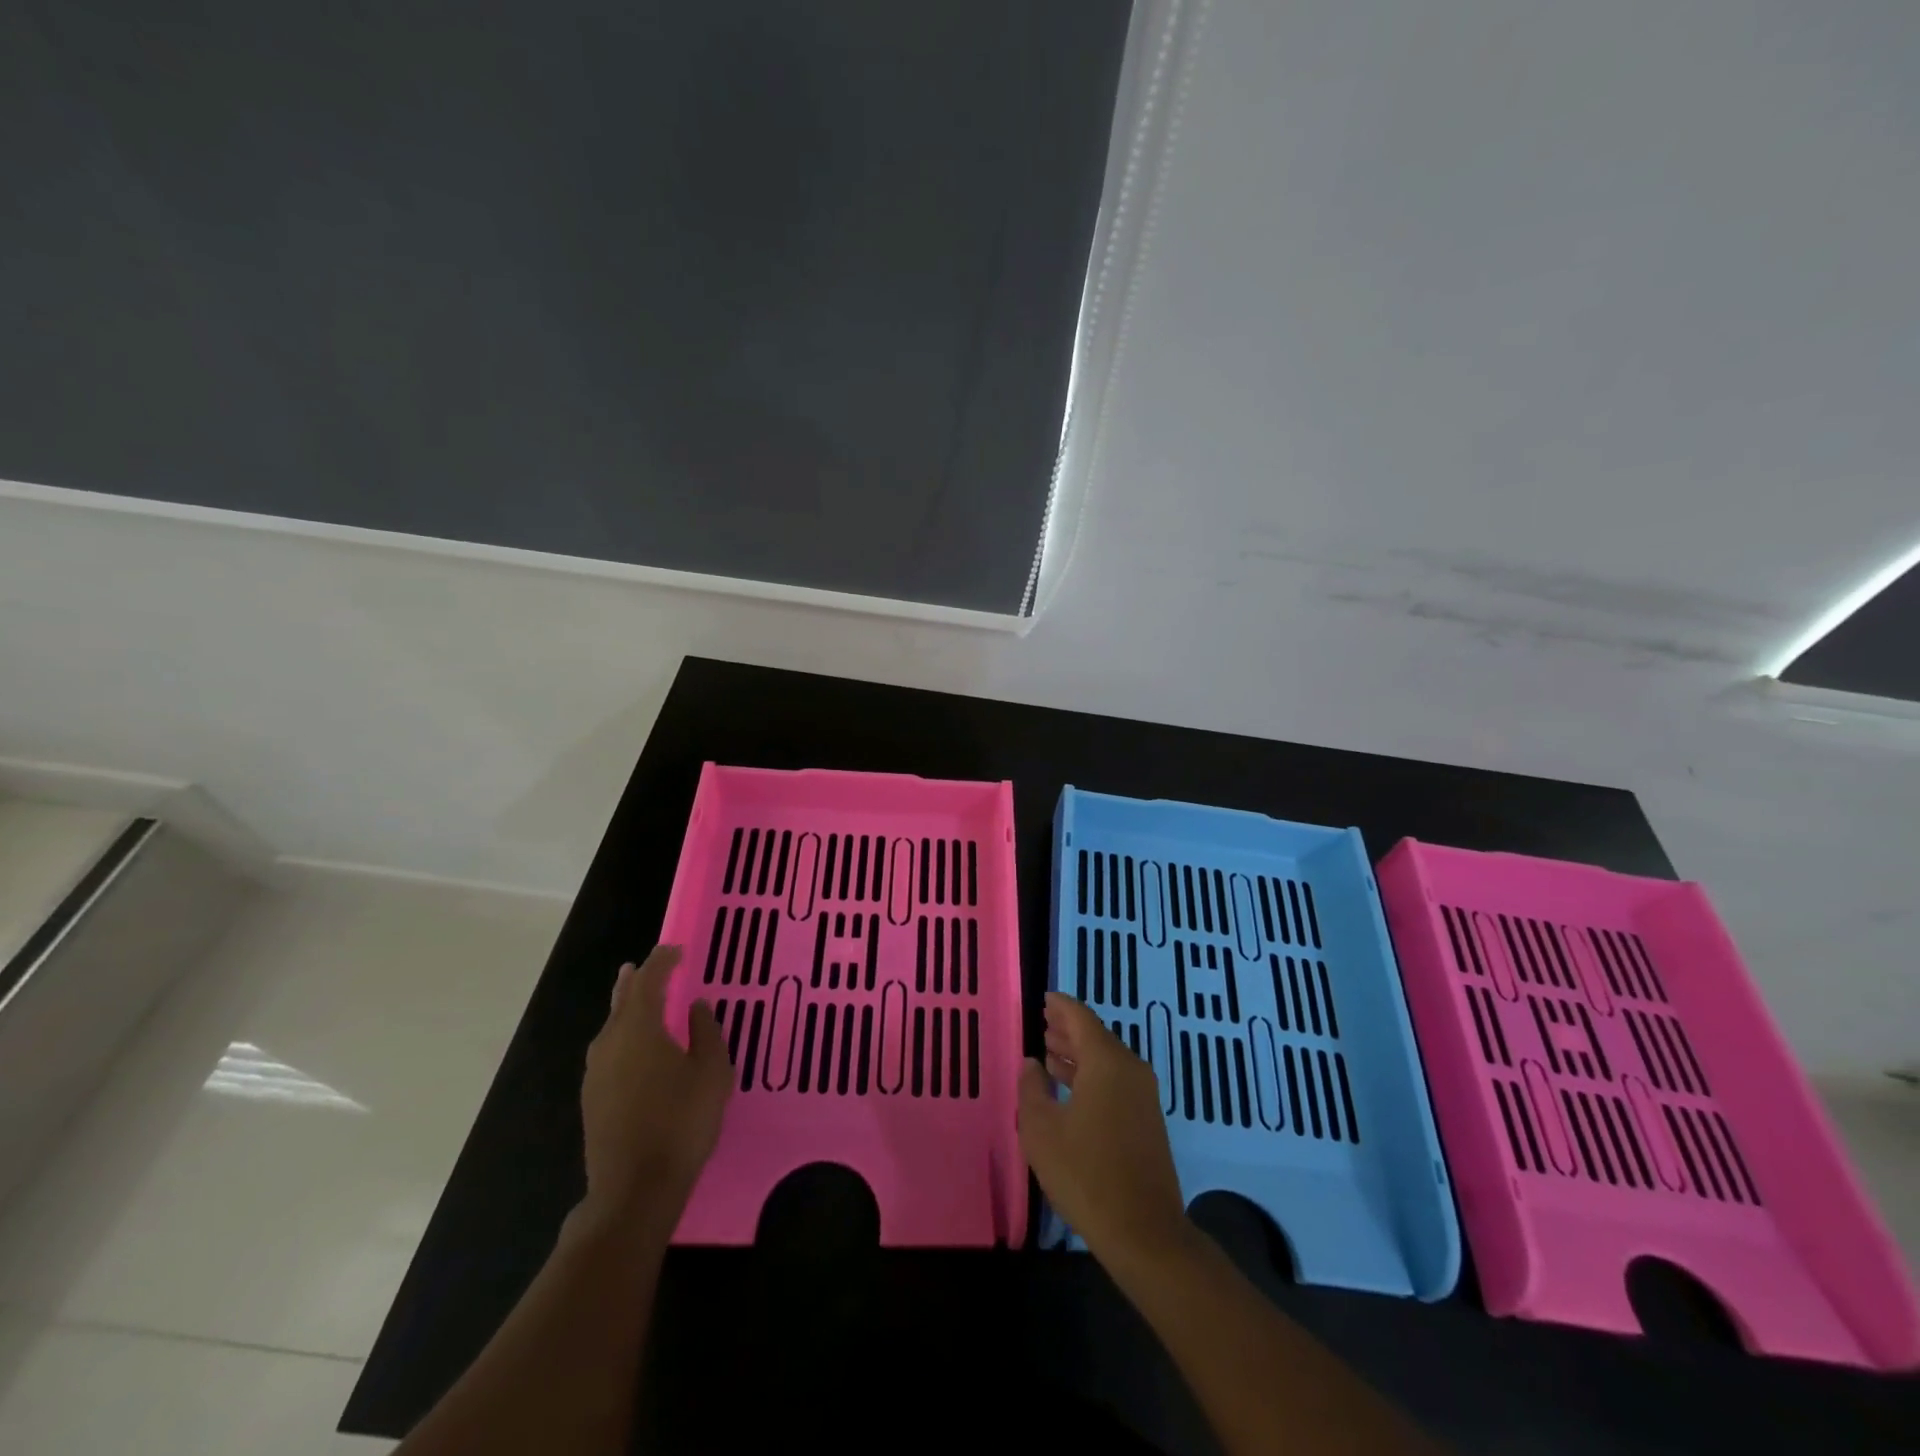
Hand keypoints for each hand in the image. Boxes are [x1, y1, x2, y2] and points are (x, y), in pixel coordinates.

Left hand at [579, 946, 733, 1222]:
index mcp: (639, 1028)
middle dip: (635, 981)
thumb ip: (706, 1032)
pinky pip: (609, 1050)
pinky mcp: (592, 1098)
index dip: (662, 962)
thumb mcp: (712, 1072)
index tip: (676, 950)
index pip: (649, 981)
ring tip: (636, 997)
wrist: (634, 1189)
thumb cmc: (681, 1121)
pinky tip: (634, 1047)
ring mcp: (596, 1072)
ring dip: (626, 1008)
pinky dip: (622, 1035)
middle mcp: (610, 1043)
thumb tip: (696, 1007)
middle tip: (644, 965)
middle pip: (622, 1001)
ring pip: (611, 1027)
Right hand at [1017, 992, 1193, 1269]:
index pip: (1081, 1018)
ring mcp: (1143, 1095)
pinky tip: (1071, 1089)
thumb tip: (1032, 1063)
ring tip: (1049, 1053)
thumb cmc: (1086, 1174)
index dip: (1060, 1006)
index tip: (1043, 999)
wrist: (1144, 1232)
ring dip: (1078, 1055)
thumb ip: (1032, 1089)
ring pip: (1106, 1060)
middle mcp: (1130, 1069)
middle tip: (1042, 1024)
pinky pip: (1116, 1081)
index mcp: (1106, 1062)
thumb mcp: (1042, 1130)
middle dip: (1068, 1030)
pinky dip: (1091, 1075)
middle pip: (1096, 1036)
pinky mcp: (1147, 1120)